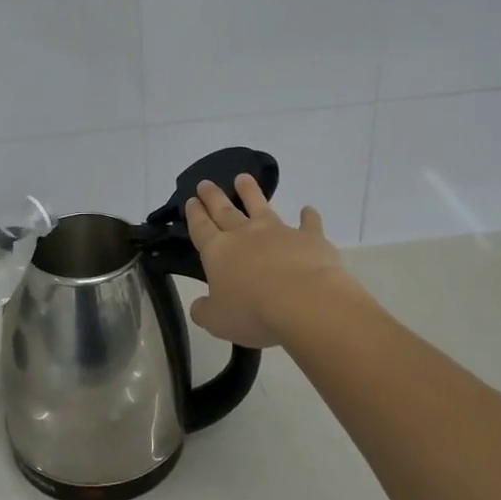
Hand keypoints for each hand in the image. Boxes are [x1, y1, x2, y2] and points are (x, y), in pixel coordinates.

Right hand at [184, 174, 350, 348]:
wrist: (304, 302)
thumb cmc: (253, 312)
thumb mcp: (217, 321)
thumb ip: (204, 311)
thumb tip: (199, 306)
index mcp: (218, 252)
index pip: (201, 228)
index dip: (195, 214)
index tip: (191, 200)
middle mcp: (245, 235)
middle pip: (225, 211)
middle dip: (213, 197)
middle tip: (205, 183)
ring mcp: (278, 232)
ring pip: (261, 206)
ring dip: (251, 192)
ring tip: (243, 178)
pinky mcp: (309, 238)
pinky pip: (308, 223)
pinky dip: (309, 216)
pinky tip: (309, 209)